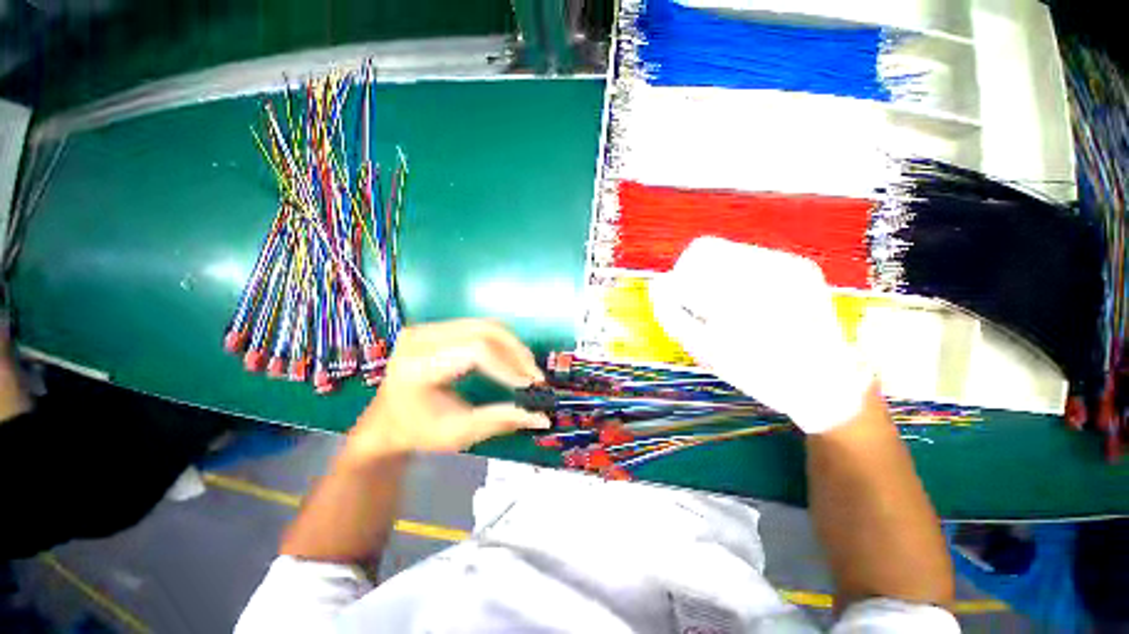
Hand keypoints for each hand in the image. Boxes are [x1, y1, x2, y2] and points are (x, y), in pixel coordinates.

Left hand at [344, 319, 550, 460]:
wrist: (386, 421)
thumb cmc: (419, 431)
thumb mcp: (459, 432)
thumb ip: (502, 420)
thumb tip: (542, 418)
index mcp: (418, 366)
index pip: (475, 352)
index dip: (508, 366)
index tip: (530, 385)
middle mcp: (420, 338)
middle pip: (484, 330)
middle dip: (516, 352)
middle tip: (534, 375)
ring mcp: (427, 328)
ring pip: (485, 325)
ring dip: (512, 345)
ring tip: (526, 368)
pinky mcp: (435, 327)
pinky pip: (478, 326)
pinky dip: (500, 342)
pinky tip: (509, 359)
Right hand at [649, 237, 871, 433]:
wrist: (822, 383)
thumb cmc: (755, 371)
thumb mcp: (702, 348)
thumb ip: (671, 313)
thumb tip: (658, 282)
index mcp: (737, 288)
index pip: (695, 255)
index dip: (681, 276)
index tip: (683, 299)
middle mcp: (765, 266)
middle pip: (711, 248)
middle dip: (697, 274)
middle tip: (701, 303)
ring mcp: (788, 263)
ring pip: (733, 252)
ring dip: (719, 274)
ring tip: (727, 305)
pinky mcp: (802, 267)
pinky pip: (756, 259)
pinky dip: (742, 277)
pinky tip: (750, 302)